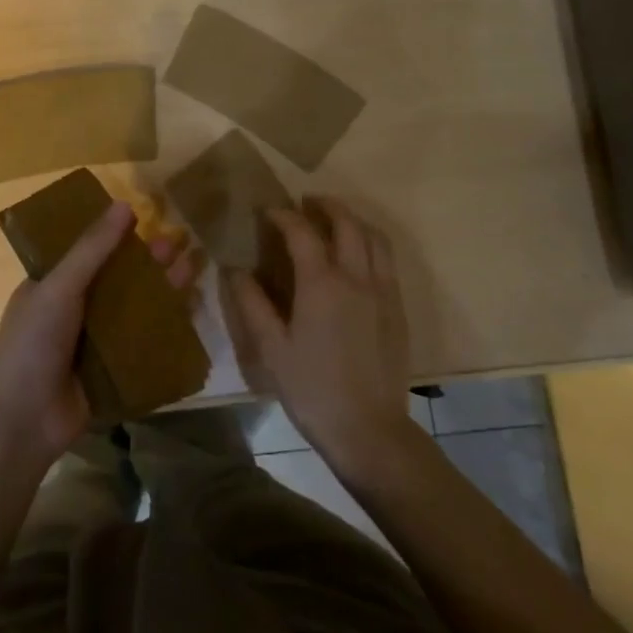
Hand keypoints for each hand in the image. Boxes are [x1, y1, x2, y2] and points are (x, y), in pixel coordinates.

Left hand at [0, 200, 197, 464]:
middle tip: (183, 240)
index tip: (150, 217)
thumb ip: (92, 249)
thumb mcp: (59, 287)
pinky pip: (143, 343)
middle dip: (149, 260)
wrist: (21, 421)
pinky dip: (165, 327)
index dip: (118, 234)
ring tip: (195, 266)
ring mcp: (95, 342)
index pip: (90, 250)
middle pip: (119, 278)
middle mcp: (75, 309)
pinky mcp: (113, 370)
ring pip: (135, 308)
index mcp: (53, 284)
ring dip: (162, 289)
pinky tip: (192, 311)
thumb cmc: (31, 343)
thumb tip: (125, 204)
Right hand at [229, 197, 415, 465]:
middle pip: (347, 223)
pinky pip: (387, 260)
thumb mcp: (271, 348)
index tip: (268, 211)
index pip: (302, 232)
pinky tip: (358, 257)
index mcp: (321, 283)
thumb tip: (234, 270)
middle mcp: (356, 277)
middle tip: (307, 202)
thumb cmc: (312, 389)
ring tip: (335, 221)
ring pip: (374, 238)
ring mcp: (383, 291)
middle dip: (326, 206)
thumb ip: (252, 304)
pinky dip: (371, 243)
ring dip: (353, 220)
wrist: (369, 429)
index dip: (283, 215)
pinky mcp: (398, 309)